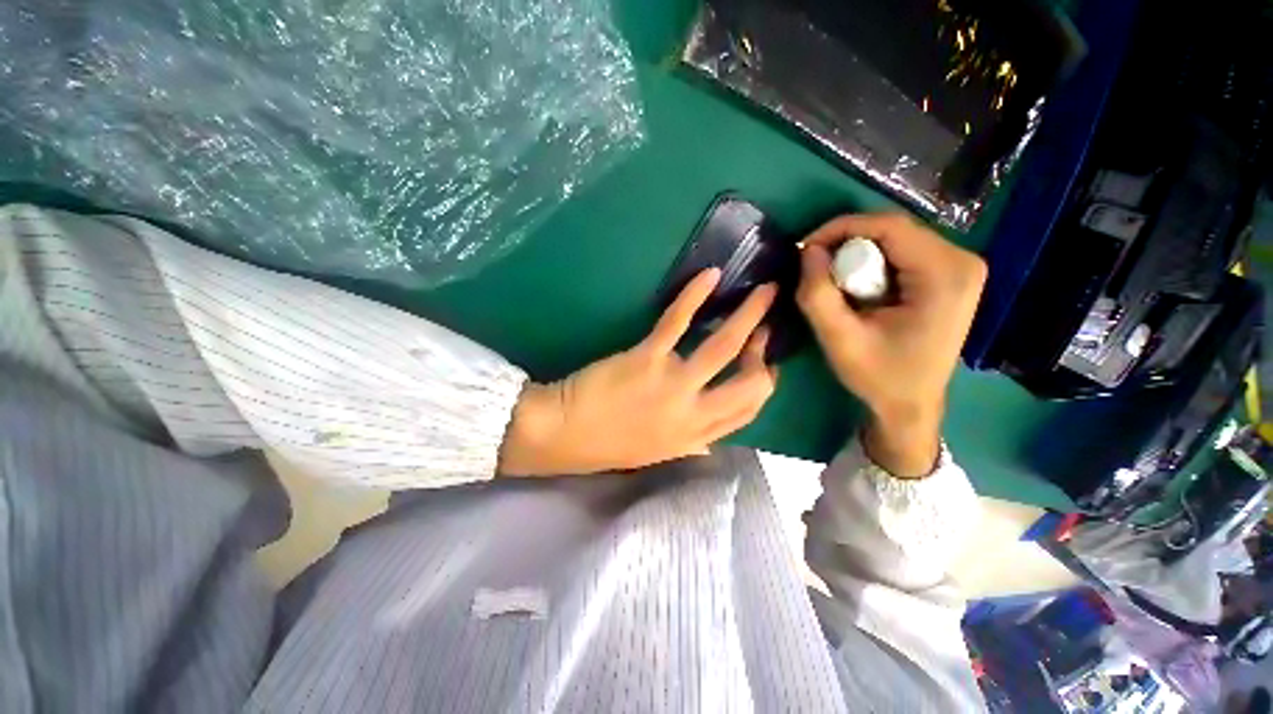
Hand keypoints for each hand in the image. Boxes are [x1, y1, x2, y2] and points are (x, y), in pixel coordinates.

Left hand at [497, 268, 777, 476]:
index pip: (748, 411)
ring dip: (749, 315)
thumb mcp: (658, 452)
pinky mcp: (647, 358)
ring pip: (723, 346)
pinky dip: (694, 295)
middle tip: (765, 325)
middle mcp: (693, 412)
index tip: (765, 363)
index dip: (763, 384)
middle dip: (764, 351)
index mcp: (696, 435)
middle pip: (749, 383)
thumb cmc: (609, 443)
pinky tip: (709, 276)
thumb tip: (711, 443)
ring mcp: (672, 384)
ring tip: (765, 292)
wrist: (565, 433)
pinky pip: (677, 322)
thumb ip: (690, 446)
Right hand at [795, 213, 985, 477]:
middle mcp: (962, 261)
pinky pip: (903, 253)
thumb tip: (807, 251)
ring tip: (832, 280)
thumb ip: (817, 294)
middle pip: (894, 230)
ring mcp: (961, 267)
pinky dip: (872, 263)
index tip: (804, 248)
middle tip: (814, 268)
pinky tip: (857, 287)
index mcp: (945, 274)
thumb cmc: (879, 376)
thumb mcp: (839, 339)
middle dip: (846, 243)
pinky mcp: (951, 276)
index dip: (840, 228)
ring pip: (896, 239)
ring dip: (857, 253)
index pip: (889, 226)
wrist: (911, 406)